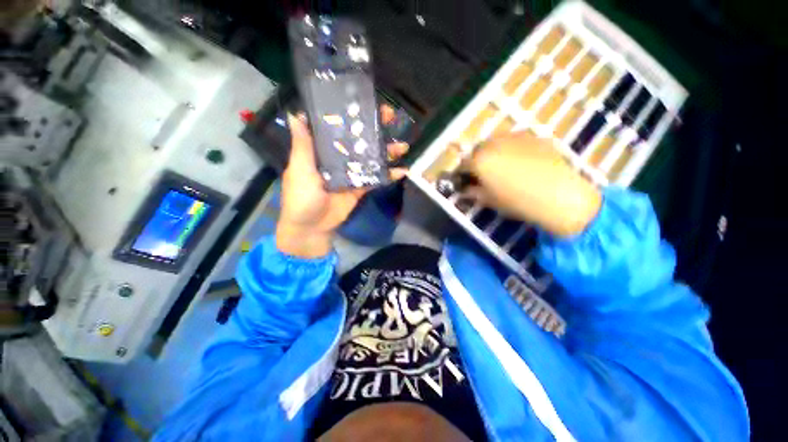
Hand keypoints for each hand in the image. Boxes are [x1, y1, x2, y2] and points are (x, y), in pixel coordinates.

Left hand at [277, 111, 408, 257]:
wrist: (311, 228)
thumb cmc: (301, 198)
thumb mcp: (299, 169)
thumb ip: (303, 145)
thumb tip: (296, 113)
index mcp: (322, 150)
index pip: (338, 127)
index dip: (352, 114)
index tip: (366, 102)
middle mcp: (339, 158)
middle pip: (359, 140)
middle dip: (375, 129)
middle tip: (391, 117)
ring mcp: (352, 173)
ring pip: (371, 158)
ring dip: (387, 151)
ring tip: (402, 146)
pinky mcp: (361, 188)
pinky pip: (376, 179)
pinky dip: (389, 175)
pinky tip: (403, 170)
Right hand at [464, 132, 601, 236]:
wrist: (559, 195)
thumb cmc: (517, 201)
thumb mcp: (489, 200)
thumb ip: (473, 192)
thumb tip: (465, 189)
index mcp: (479, 160)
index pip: (463, 165)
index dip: (463, 175)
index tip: (466, 182)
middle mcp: (493, 143)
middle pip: (478, 150)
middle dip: (477, 161)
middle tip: (484, 174)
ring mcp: (515, 137)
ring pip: (496, 142)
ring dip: (494, 152)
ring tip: (504, 166)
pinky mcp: (534, 137)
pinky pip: (516, 141)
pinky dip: (512, 149)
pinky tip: (522, 162)